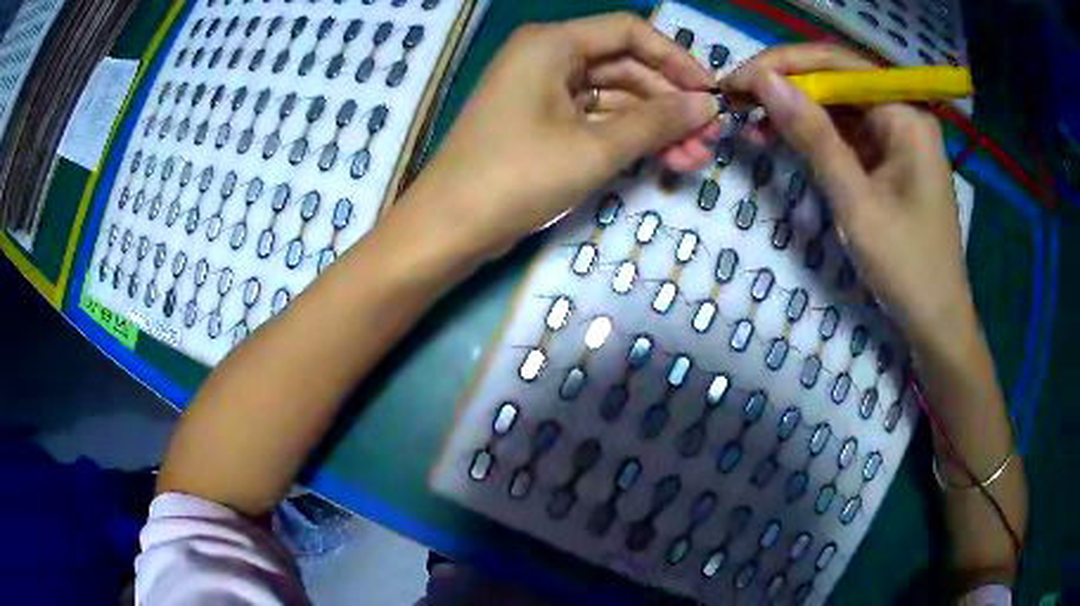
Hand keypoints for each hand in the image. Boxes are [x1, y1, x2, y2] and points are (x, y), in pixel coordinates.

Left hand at [411, 13, 719, 255]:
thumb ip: (656, 121)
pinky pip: (597, 119)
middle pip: (626, 66)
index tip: (709, 93)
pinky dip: (629, 138)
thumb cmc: (516, 176)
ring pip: (615, 97)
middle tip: (710, 137)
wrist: (449, 228)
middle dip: (670, 101)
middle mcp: (548, 58)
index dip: (675, 58)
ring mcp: (545, 92)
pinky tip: (664, 160)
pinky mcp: (544, 123)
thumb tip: (707, 105)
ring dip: (655, 125)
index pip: (629, 32)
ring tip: (695, 158)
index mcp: (552, 44)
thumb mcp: (595, 147)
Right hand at [722, 44, 975, 349]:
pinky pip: (845, 133)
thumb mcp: (855, 200)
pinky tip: (781, 138)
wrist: (935, 322)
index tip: (737, 81)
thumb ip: (813, 136)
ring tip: (749, 119)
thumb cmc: (906, 266)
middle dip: (786, 85)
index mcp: (905, 114)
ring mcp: (896, 138)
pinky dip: (813, 135)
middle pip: (837, 80)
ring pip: (837, 105)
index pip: (837, 64)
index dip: (784, 65)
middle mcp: (902, 114)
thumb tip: (765, 81)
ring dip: (794, 109)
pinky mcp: (888, 160)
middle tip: (736, 99)